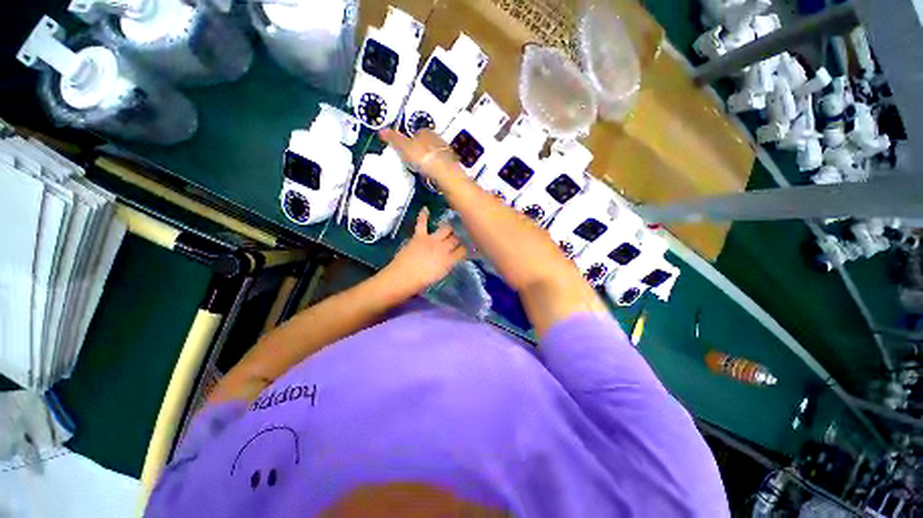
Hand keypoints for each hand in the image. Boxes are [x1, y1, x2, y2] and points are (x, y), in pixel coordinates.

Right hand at [380, 129, 461, 185]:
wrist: (444, 172)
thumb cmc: (423, 157)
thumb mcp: (404, 147)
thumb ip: (394, 139)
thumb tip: (381, 130)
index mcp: (425, 131)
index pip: (416, 132)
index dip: (410, 140)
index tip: (405, 148)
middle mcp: (437, 139)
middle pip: (426, 143)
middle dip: (420, 149)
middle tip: (413, 159)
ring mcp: (445, 152)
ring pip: (434, 153)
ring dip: (428, 158)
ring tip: (421, 168)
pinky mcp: (450, 165)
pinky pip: (440, 164)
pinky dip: (435, 168)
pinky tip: (430, 174)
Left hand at [380, 207, 466, 295]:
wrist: (403, 277)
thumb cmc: (421, 282)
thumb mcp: (440, 275)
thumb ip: (448, 264)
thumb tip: (452, 258)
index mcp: (449, 260)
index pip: (463, 251)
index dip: (468, 248)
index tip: (471, 246)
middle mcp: (443, 247)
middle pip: (456, 238)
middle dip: (460, 237)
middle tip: (461, 236)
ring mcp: (431, 240)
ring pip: (446, 229)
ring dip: (449, 228)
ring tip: (452, 226)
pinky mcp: (419, 236)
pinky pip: (422, 223)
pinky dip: (423, 216)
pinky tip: (425, 209)